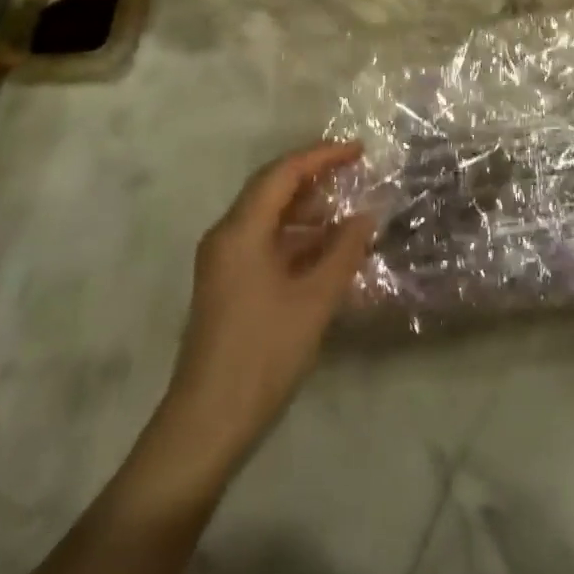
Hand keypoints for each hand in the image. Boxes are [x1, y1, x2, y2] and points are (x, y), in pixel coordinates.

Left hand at [158, 142, 375, 475]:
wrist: (207, 423)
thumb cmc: (263, 354)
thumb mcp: (314, 300)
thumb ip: (344, 252)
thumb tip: (366, 216)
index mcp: (240, 230)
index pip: (283, 173)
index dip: (322, 156)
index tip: (358, 151)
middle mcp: (226, 235)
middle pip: (271, 188)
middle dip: (313, 175)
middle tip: (354, 172)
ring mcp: (222, 261)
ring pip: (266, 216)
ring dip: (305, 208)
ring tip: (346, 210)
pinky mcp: (226, 284)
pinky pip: (263, 241)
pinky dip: (294, 237)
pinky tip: (324, 250)